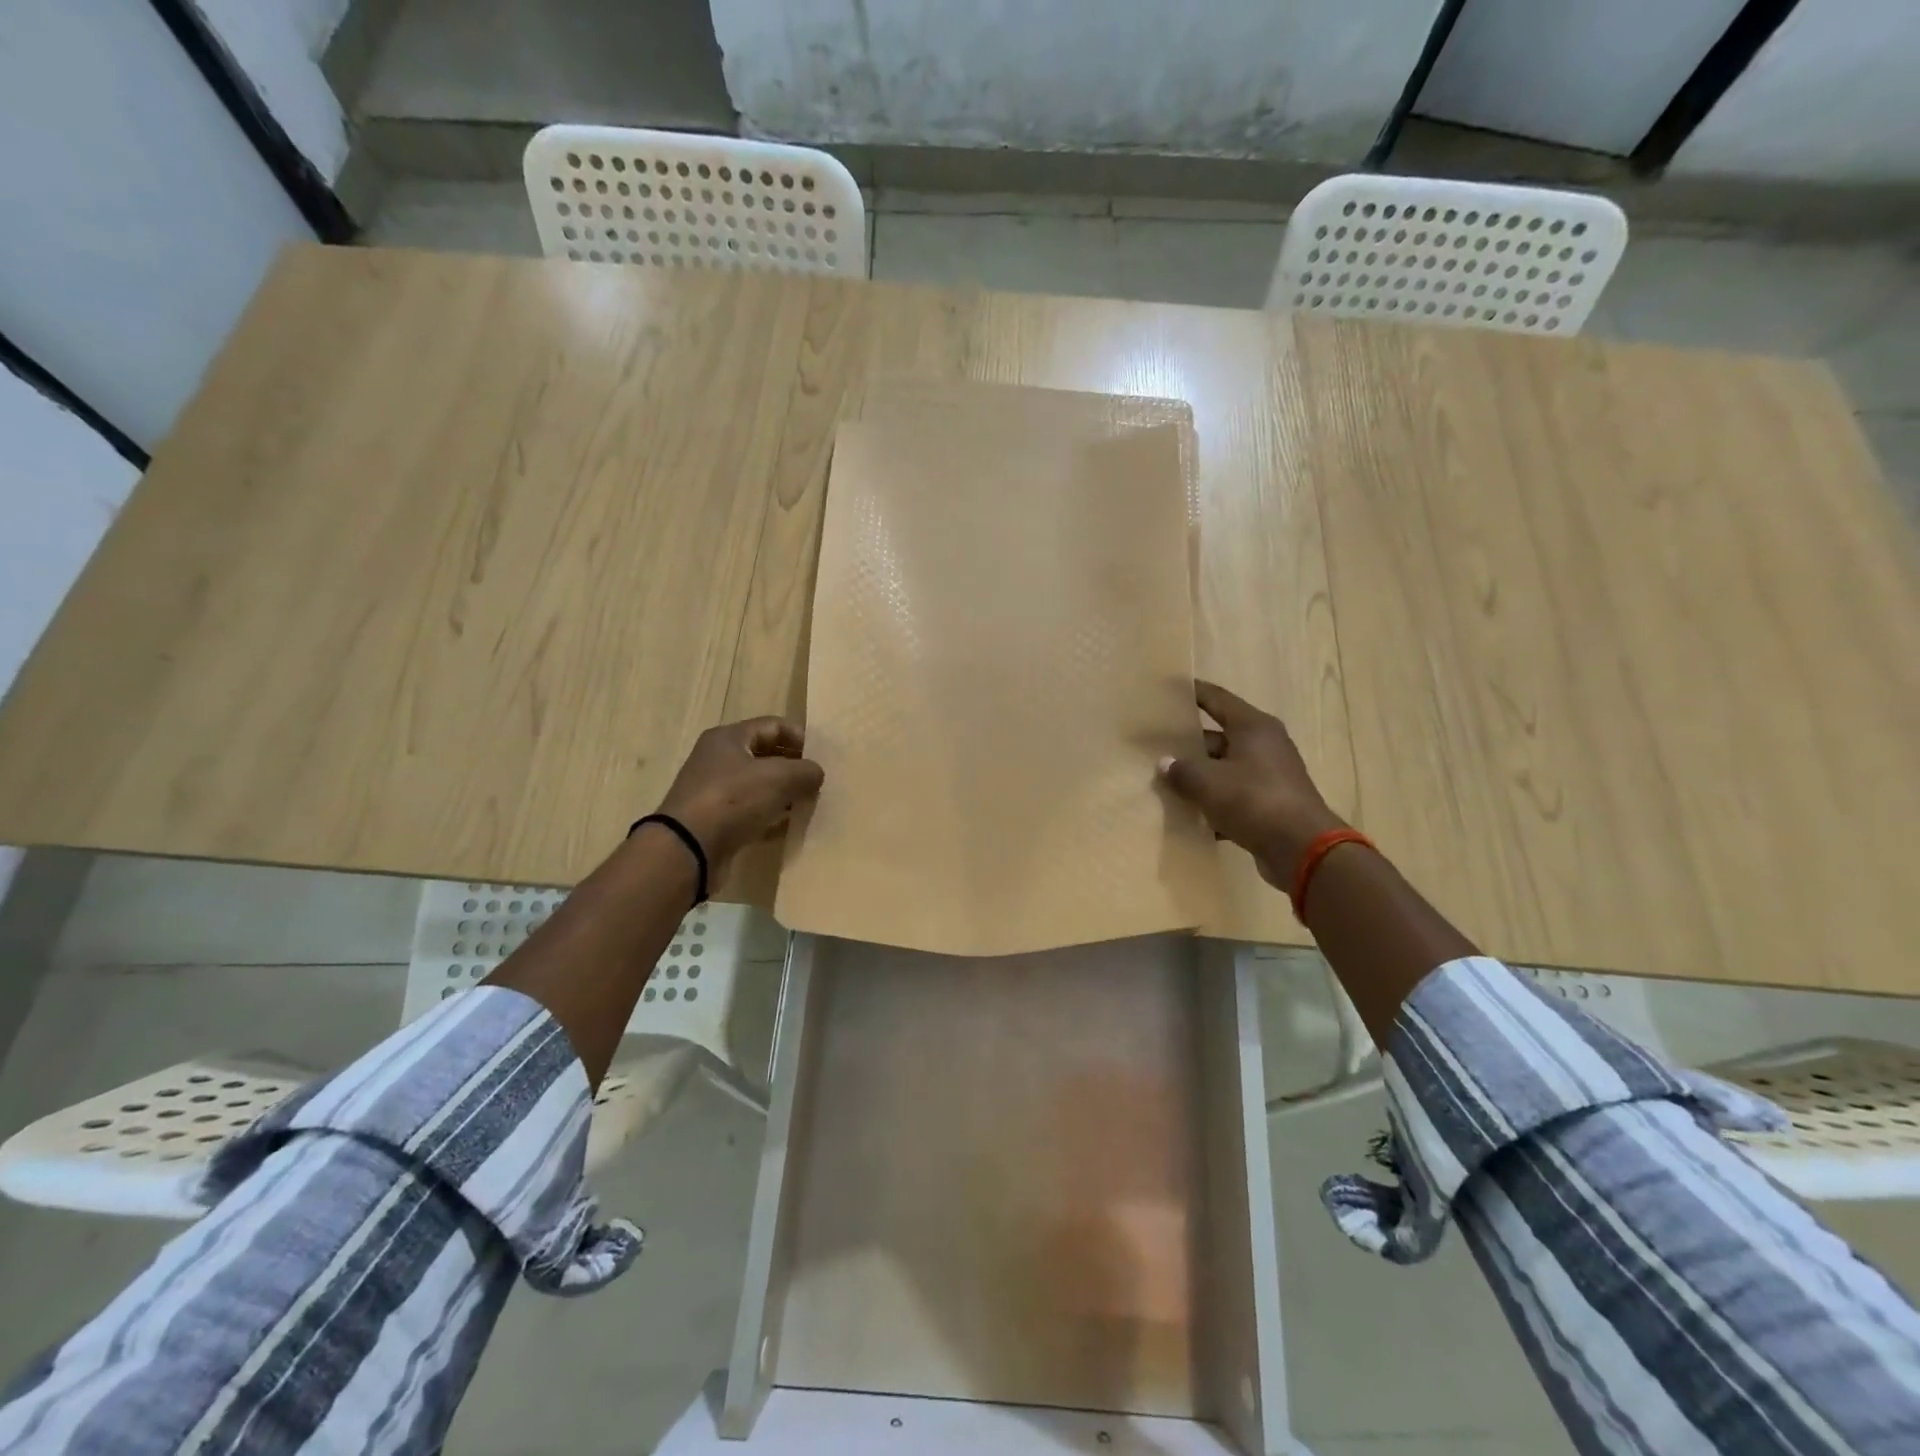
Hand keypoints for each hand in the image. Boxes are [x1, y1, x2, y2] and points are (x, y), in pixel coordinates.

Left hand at [654, 718, 824, 878]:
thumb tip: (816, 773)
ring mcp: (716, 793)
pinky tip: (790, 827)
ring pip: (759, 787)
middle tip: (818, 782)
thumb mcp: (779, 777)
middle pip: (766, 756)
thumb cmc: (733, 799)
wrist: (688, 849)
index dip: (800, 737)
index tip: (822, 756)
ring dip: (785, 794)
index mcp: (729, 738)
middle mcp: (719, 760)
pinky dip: (771, 818)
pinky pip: (752, 814)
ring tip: (809, 804)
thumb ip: (806, 770)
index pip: (773, 726)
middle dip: (794, 767)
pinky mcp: (717, 822)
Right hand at [1158, 680, 1345, 888]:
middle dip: (1187, 744)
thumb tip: (1165, 764)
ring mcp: (1269, 776)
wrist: (1302, 849)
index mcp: (1253, 727)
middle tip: (1154, 747)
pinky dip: (1213, 803)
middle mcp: (1264, 745)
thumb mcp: (1208, 783)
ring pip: (1224, 769)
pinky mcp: (1269, 804)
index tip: (1167, 689)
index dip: (1192, 692)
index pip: (1216, 699)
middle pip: (1217, 737)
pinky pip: (1233, 796)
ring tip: (1164, 782)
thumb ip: (1182, 770)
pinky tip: (1188, 815)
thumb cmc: (1254, 800)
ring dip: (1199, 777)